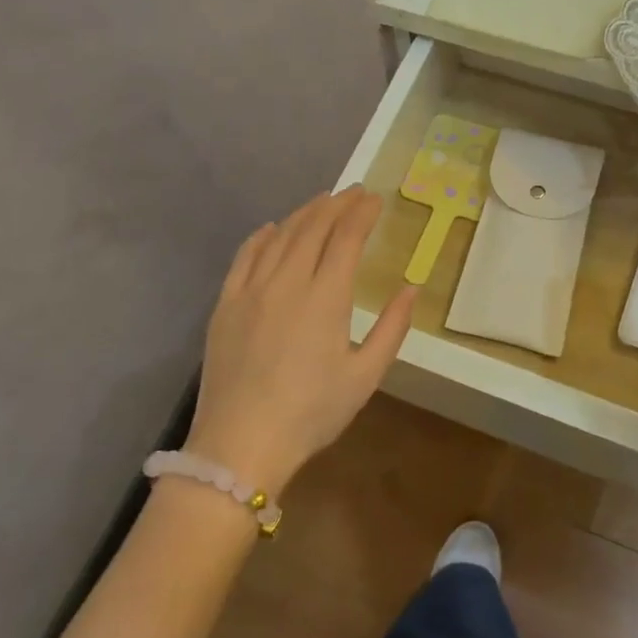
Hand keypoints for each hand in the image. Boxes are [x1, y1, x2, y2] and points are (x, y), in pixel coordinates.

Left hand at [186, 187, 414, 495]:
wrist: (241, 444)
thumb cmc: (311, 413)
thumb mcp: (365, 377)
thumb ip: (392, 328)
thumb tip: (411, 288)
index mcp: (325, 297)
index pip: (346, 238)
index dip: (362, 213)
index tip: (375, 199)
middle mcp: (287, 282)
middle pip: (313, 228)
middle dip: (337, 204)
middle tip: (354, 193)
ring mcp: (251, 290)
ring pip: (280, 236)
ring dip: (304, 213)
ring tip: (322, 202)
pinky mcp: (226, 304)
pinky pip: (245, 256)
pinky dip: (262, 236)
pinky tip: (272, 228)